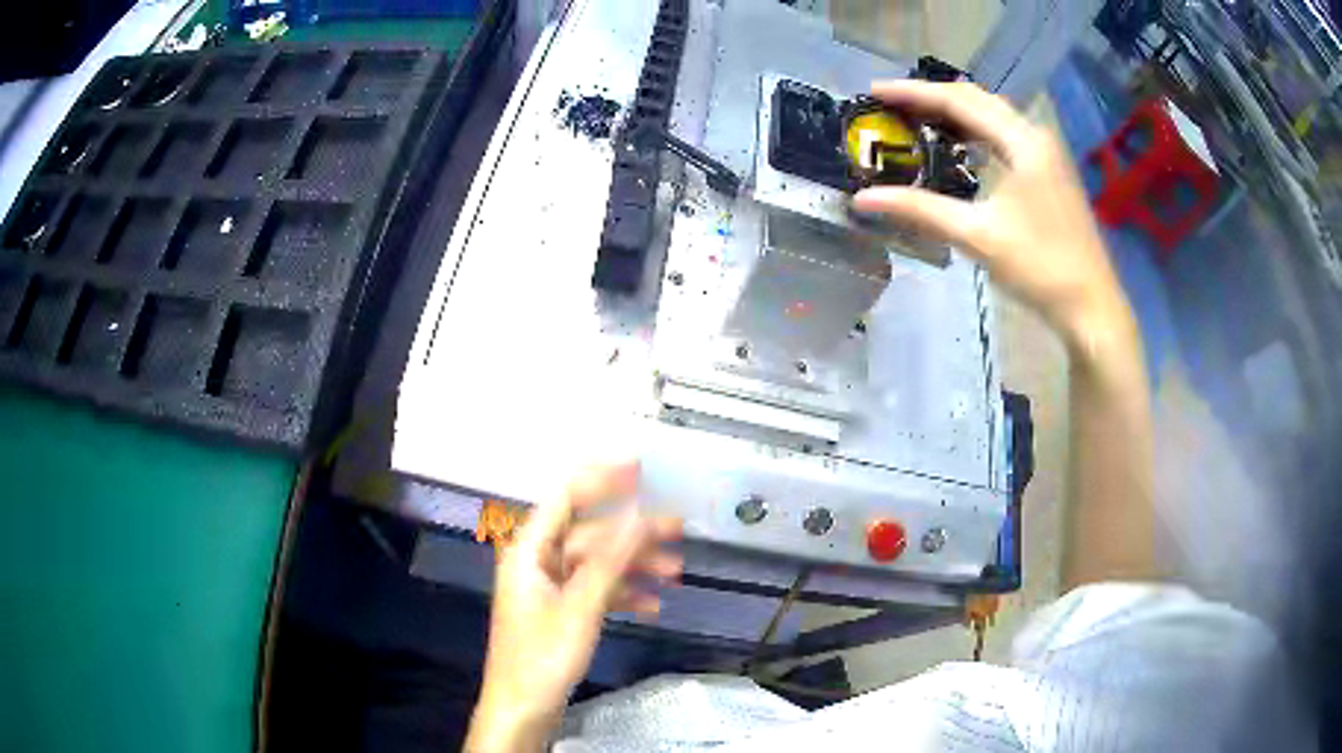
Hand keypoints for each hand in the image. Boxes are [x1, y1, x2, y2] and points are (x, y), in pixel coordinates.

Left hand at [466, 463, 682, 752]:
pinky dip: (622, 592)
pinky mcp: (560, 610)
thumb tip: (639, 516)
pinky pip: (595, 589)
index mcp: (529, 550)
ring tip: (675, 572)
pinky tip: (651, 604)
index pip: (565, 497)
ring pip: (597, 563)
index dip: (601, 479)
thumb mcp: (580, 607)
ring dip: (634, 566)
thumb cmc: (543, 656)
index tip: (639, 468)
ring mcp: (549, 587)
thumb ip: (610, 560)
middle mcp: (537, 561)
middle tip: (678, 531)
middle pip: (590, 533)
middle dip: (633, 534)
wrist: (523, 708)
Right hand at [854, 80, 1134, 354]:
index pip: (959, 101)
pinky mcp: (1049, 173)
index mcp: (1022, 141)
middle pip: (977, 100)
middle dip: (932, 98)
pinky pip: (1005, 137)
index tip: (873, 92)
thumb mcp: (978, 237)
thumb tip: (863, 199)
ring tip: (916, 120)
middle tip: (890, 105)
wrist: (1091, 306)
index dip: (913, 93)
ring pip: (993, 117)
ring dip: (954, 114)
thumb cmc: (1040, 268)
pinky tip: (959, 148)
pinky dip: (975, 133)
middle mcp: (1035, 137)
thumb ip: (920, 212)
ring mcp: (1046, 154)